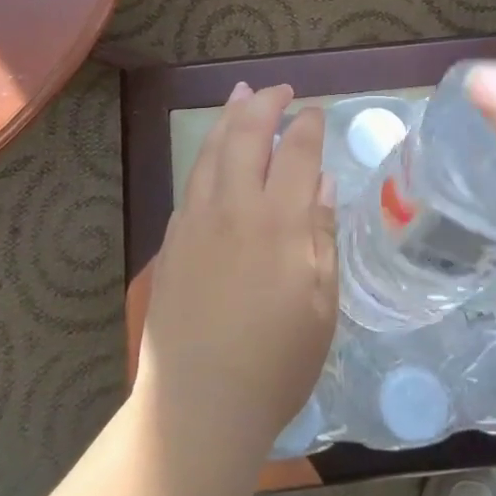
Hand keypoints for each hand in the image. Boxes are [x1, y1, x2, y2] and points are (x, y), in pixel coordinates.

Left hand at [136, 82, 337, 470]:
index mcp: (279, 223)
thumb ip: (321, 236)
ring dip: (229, 117)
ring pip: (211, 151)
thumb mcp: (321, 305)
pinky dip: (207, 154)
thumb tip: (322, 184)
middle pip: (246, 137)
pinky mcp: (172, 241)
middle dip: (264, 104)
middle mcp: (234, 209)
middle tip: (279, 89)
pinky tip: (215, 154)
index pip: (296, 153)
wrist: (197, 406)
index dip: (307, 126)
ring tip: (241, 95)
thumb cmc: (275, 364)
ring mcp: (196, 222)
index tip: (315, 111)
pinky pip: (192, 181)